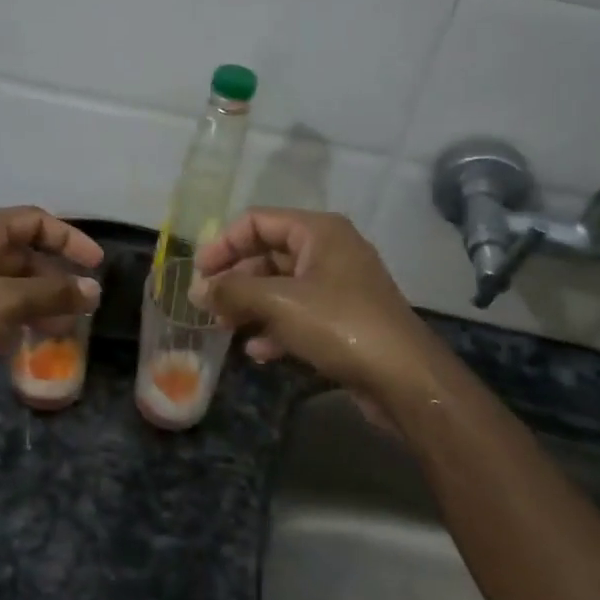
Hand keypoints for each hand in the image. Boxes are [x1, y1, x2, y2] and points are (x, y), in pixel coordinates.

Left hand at [0, 206, 102, 385]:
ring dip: (38, 304)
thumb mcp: (4, 302)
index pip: (36, 221)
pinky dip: (15, 321)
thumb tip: (94, 292)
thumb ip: (52, 295)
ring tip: (63, 331)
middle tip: (83, 308)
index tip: (96, 265)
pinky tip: (29, 344)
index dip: (70, 239)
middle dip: (56, 281)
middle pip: (25, 255)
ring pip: (10, 285)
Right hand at [191, 209, 439, 409]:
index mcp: (318, 231)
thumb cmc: (339, 325)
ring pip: (280, 287)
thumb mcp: (278, 302)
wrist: (402, 378)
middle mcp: (329, 251)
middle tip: (207, 305)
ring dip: (250, 306)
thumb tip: (197, 290)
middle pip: (267, 254)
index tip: (198, 273)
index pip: (257, 221)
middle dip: (235, 279)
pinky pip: (297, 313)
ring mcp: (338, 286)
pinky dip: (274, 327)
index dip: (223, 243)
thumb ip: (232, 291)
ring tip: (225, 329)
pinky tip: (257, 351)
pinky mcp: (342, 319)